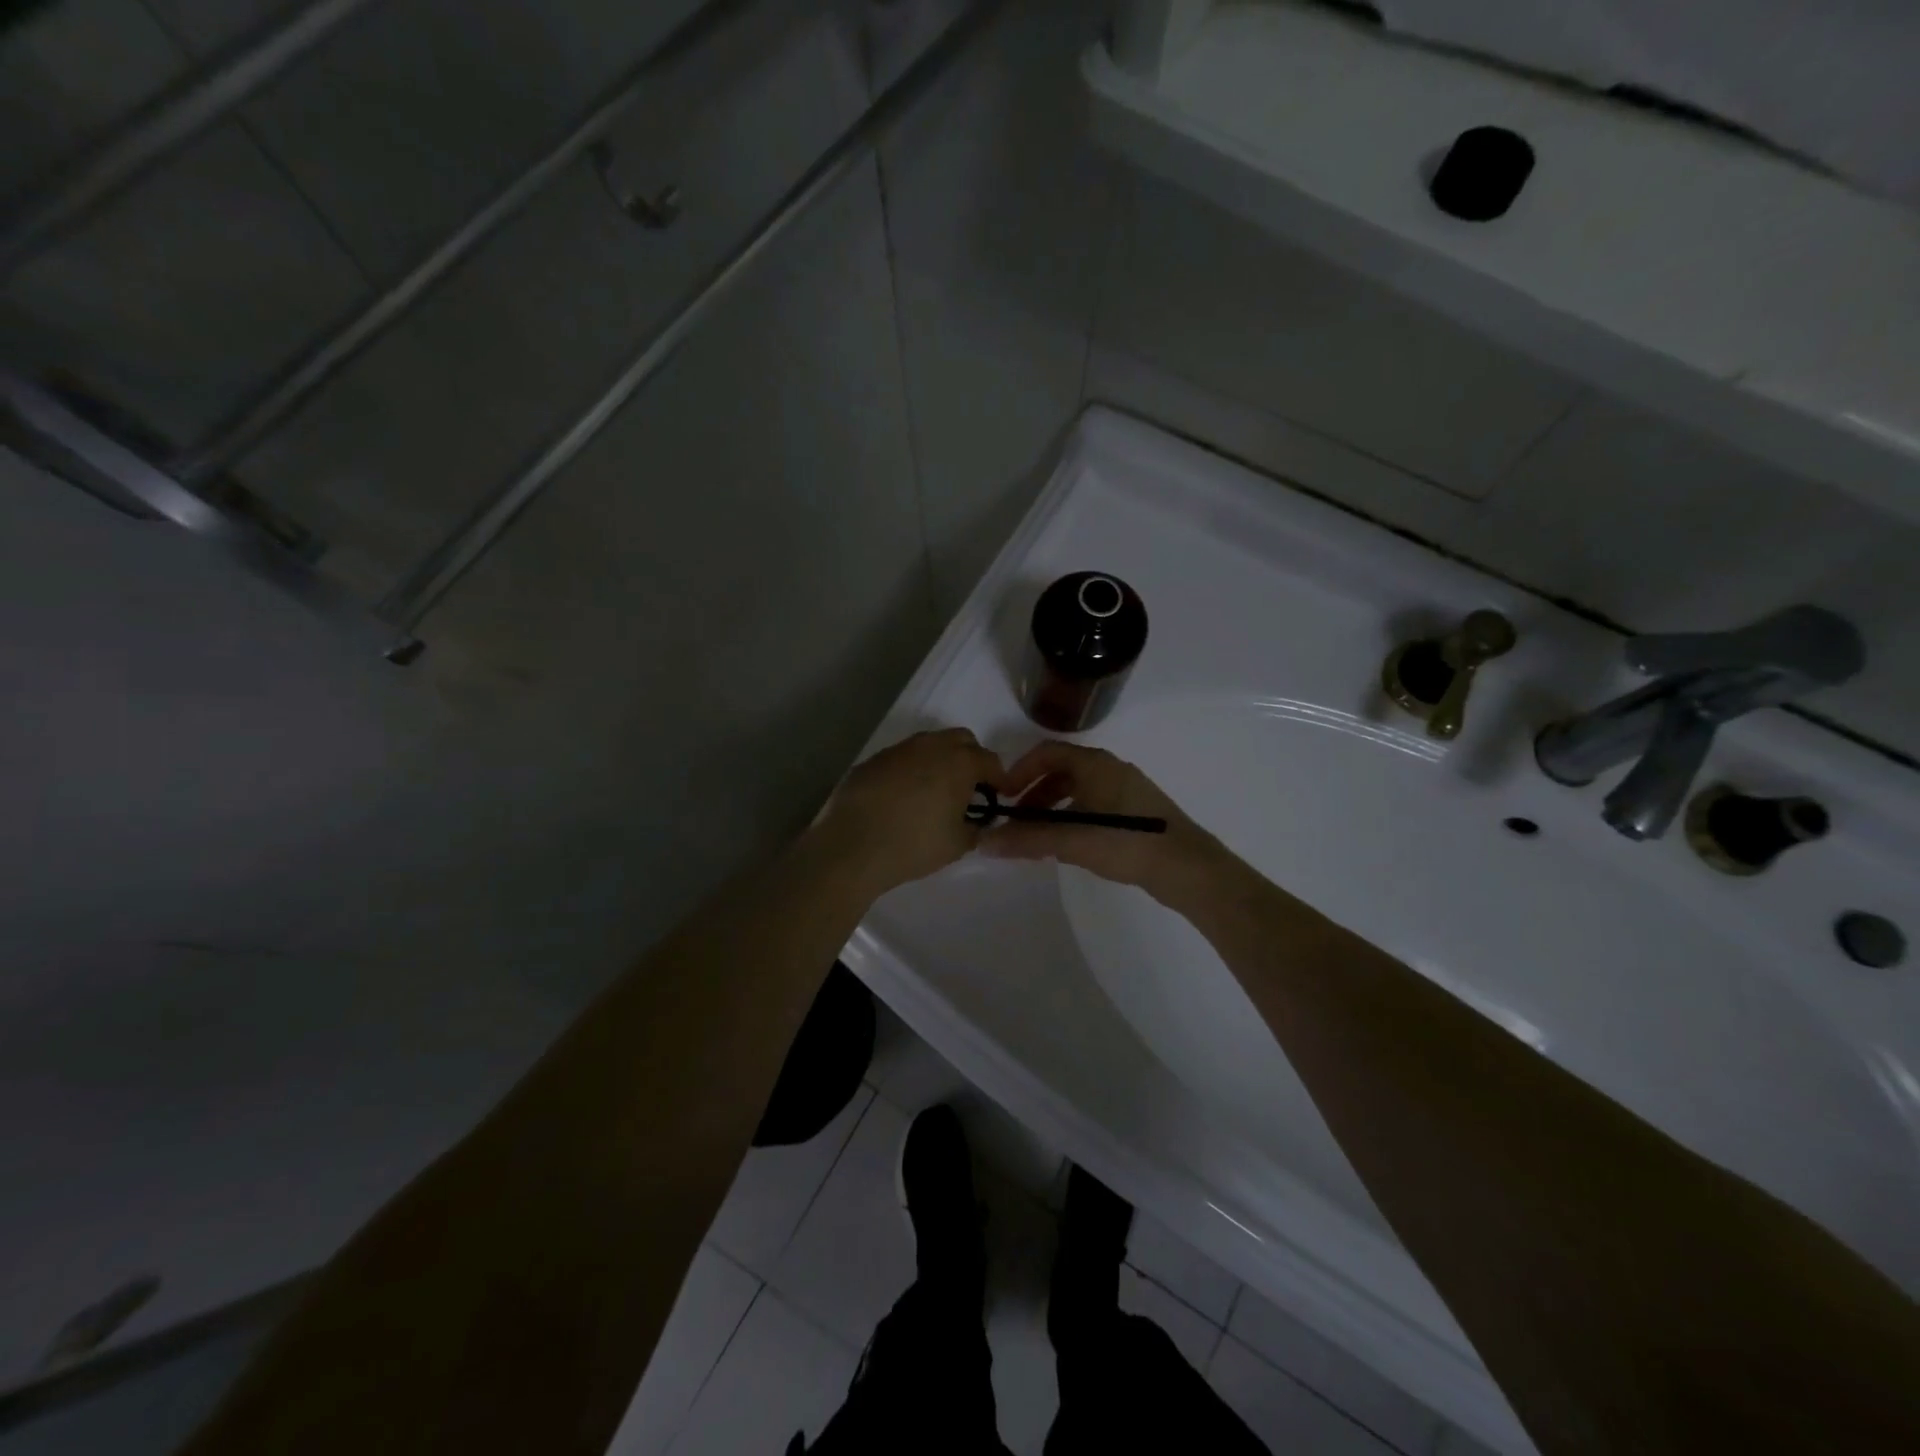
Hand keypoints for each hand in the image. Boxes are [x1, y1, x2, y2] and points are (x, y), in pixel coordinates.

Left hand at [812, 728, 1003, 894]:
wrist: (852, 846)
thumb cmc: (914, 844)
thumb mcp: (958, 844)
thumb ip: (976, 828)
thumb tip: (978, 822)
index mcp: (959, 762)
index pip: (990, 761)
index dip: (998, 778)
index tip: (998, 796)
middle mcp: (931, 746)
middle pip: (961, 740)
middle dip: (970, 759)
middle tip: (968, 788)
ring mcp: (898, 750)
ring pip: (929, 745)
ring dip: (938, 762)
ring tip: (934, 793)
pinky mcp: (872, 760)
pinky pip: (902, 759)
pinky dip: (910, 771)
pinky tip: (902, 798)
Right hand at [983, 740, 1223, 902]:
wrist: (1187, 868)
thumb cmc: (1127, 843)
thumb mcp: (1071, 840)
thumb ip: (1027, 840)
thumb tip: (984, 842)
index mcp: (1095, 764)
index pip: (1047, 753)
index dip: (1020, 770)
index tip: (1003, 797)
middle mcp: (1110, 770)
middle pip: (1061, 771)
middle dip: (1033, 794)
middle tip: (1016, 820)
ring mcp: (1125, 792)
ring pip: (1077, 791)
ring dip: (1052, 809)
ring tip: (1037, 837)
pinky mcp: (1135, 815)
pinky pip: (1093, 806)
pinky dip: (1071, 818)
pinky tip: (1067, 846)